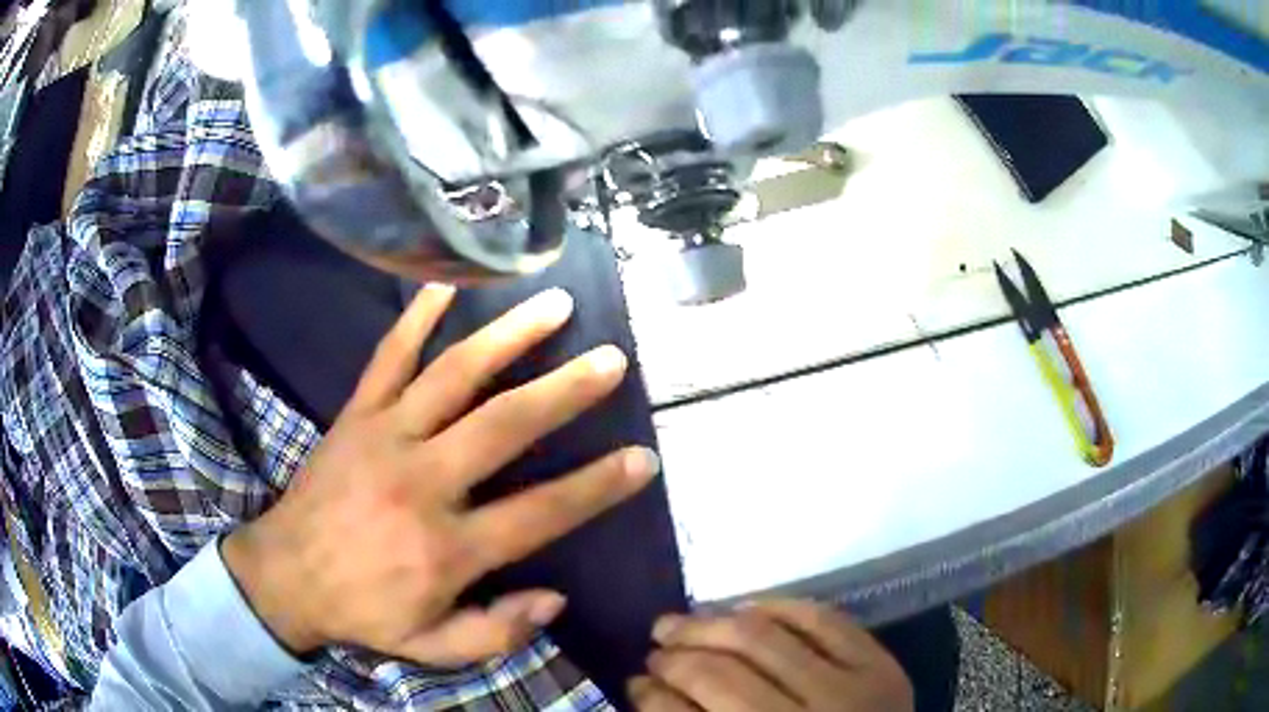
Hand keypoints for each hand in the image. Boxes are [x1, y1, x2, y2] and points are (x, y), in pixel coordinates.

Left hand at [222, 284, 660, 665]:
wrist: (284, 576)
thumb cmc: (363, 612)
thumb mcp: (432, 647)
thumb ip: (496, 632)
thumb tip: (555, 598)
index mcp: (446, 547)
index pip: (540, 512)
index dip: (597, 486)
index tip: (642, 458)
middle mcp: (422, 481)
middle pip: (505, 424)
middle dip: (565, 390)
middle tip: (611, 359)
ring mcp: (385, 437)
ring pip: (455, 375)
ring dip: (509, 337)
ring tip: (555, 305)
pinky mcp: (356, 415)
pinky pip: (388, 357)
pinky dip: (416, 318)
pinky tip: (445, 283)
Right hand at [629, 600, 912, 711]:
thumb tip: (646, 691)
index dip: (652, 696)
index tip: (635, 681)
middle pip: (722, 674)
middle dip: (675, 656)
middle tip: (655, 647)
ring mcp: (851, 689)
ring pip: (766, 638)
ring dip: (713, 623)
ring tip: (685, 621)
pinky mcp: (880, 665)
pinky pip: (823, 619)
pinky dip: (781, 607)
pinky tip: (748, 608)